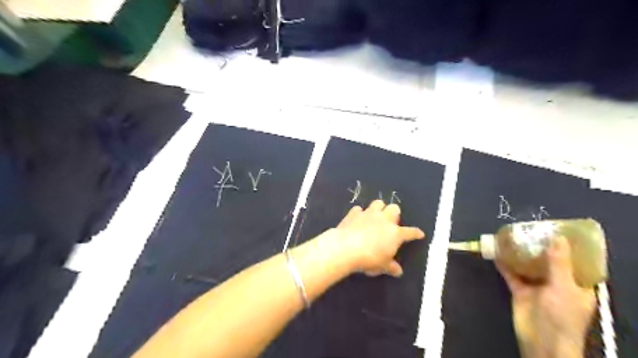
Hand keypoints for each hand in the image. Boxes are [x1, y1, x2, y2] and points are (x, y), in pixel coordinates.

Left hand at [329, 200, 421, 277]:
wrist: (346, 247)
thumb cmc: (369, 258)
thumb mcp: (382, 266)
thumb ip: (391, 267)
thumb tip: (398, 271)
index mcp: (395, 233)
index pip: (410, 232)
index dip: (416, 233)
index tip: (419, 233)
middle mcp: (384, 220)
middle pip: (394, 208)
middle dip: (394, 213)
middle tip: (390, 223)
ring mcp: (368, 214)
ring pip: (378, 203)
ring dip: (378, 208)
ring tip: (375, 216)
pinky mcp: (354, 213)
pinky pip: (358, 209)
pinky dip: (359, 213)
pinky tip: (357, 219)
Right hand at [498, 235, 598, 357]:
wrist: (541, 340)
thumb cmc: (561, 316)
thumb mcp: (563, 287)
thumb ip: (559, 263)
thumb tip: (558, 238)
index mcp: (576, 283)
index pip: (574, 260)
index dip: (567, 245)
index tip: (555, 229)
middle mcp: (557, 283)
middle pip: (548, 260)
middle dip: (539, 246)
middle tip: (529, 228)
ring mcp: (537, 286)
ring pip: (528, 265)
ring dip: (520, 253)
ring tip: (512, 236)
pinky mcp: (520, 290)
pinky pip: (512, 274)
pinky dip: (504, 264)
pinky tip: (497, 252)